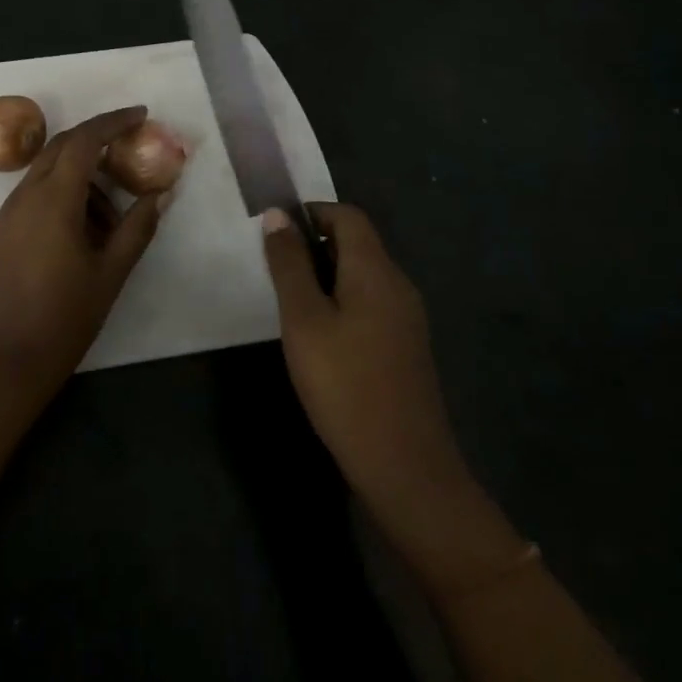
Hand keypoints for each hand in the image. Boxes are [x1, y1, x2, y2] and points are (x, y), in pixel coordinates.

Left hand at [0, 106, 167, 398]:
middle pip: (61, 148)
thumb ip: (137, 229)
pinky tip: (82, 234)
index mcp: (53, 200)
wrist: (3, 363)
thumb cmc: (63, 319)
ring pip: (47, 174)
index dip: (112, 122)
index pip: (83, 142)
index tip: (140, 114)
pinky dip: (61, 197)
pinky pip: (34, 197)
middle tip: (129, 151)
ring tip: (112, 220)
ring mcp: (6, 214)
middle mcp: (24, 196)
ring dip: (80, 179)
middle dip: (96, 141)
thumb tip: (159, 194)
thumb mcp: (110, 274)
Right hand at [261, 203, 469, 509]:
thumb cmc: (345, 385)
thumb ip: (288, 264)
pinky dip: (340, 301)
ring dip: (324, 275)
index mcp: (376, 271)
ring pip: (362, 275)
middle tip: (274, 268)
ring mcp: (407, 319)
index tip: (275, 230)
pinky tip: (318, 334)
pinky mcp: (405, 347)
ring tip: (288, 301)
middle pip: (357, 243)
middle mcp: (398, 286)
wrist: (405, 469)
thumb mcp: (303, 320)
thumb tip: (277, 215)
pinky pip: (370, 303)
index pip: (348, 216)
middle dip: (314, 244)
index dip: (311, 212)